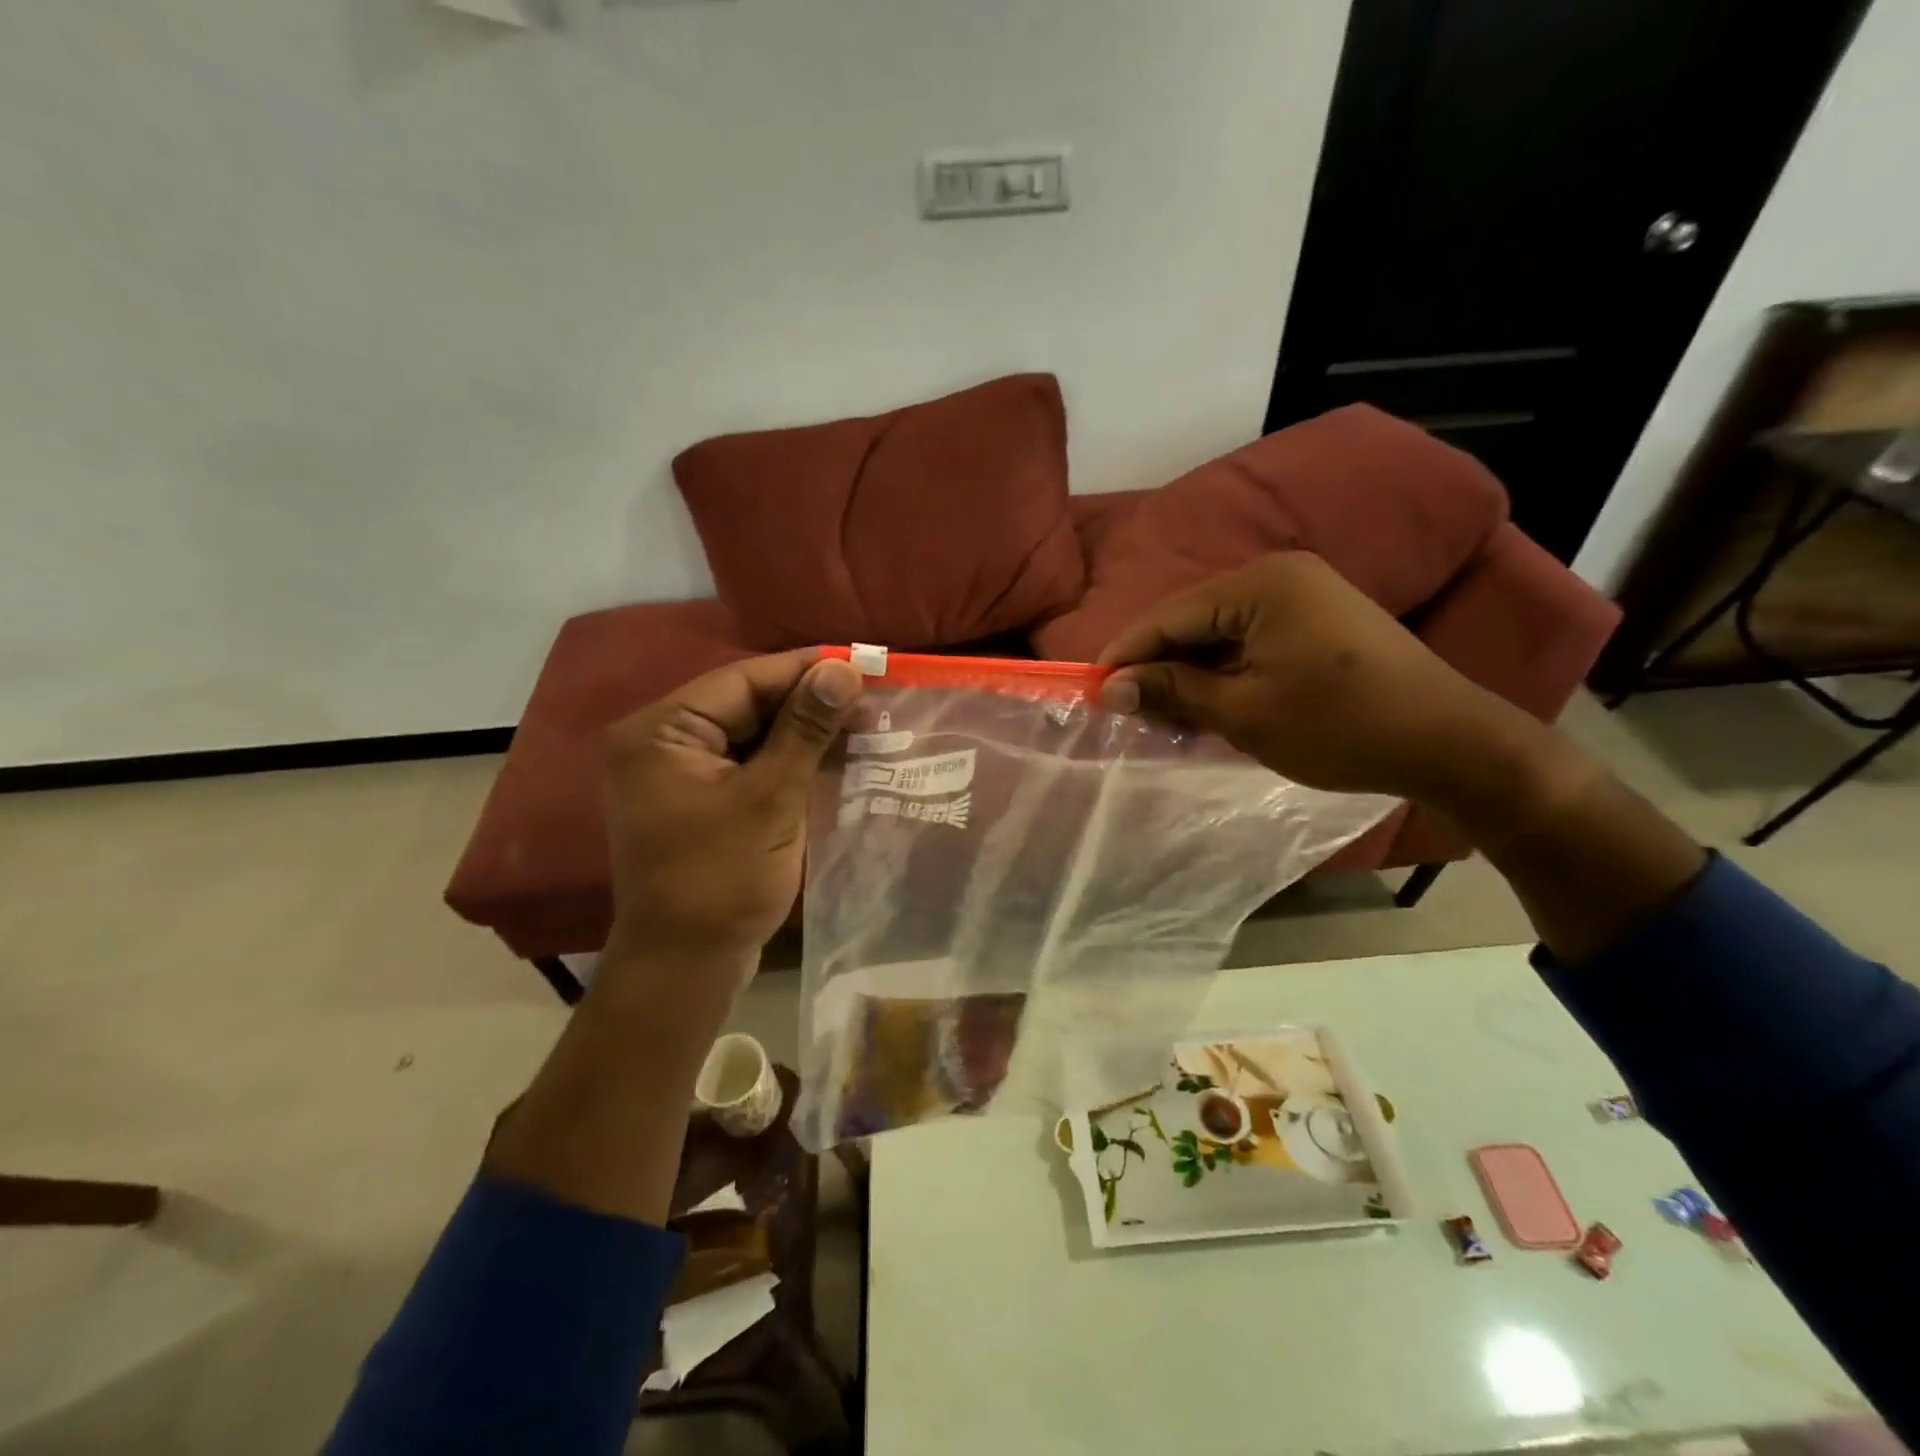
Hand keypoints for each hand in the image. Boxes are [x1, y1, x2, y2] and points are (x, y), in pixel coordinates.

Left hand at [602, 650, 862, 973]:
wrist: (687, 966)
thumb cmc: (721, 879)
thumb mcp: (770, 798)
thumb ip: (805, 729)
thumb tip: (842, 669)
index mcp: (662, 732)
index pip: (742, 680)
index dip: (804, 670)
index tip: (861, 663)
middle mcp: (664, 744)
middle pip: (747, 704)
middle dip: (809, 703)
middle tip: (870, 698)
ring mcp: (681, 775)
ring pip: (754, 735)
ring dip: (805, 732)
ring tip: (864, 723)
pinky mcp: (702, 801)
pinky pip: (751, 765)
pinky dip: (791, 761)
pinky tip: (836, 757)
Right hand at [1096, 552, 1532, 801]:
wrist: (1449, 743)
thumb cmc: (1338, 726)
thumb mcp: (1243, 712)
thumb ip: (1172, 692)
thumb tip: (1110, 688)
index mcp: (1259, 585)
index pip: (1169, 616)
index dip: (1126, 655)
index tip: (1093, 692)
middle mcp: (1279, 575)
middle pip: (1193, 620)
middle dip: (1157, 666)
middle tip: (1127, 712)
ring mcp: (1304, 595)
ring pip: (1220, 633)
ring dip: (1190, 673)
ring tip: (1163, 715)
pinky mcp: (1320, 620)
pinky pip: (1251, 641)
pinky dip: (1224, 672)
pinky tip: (1208, 704)